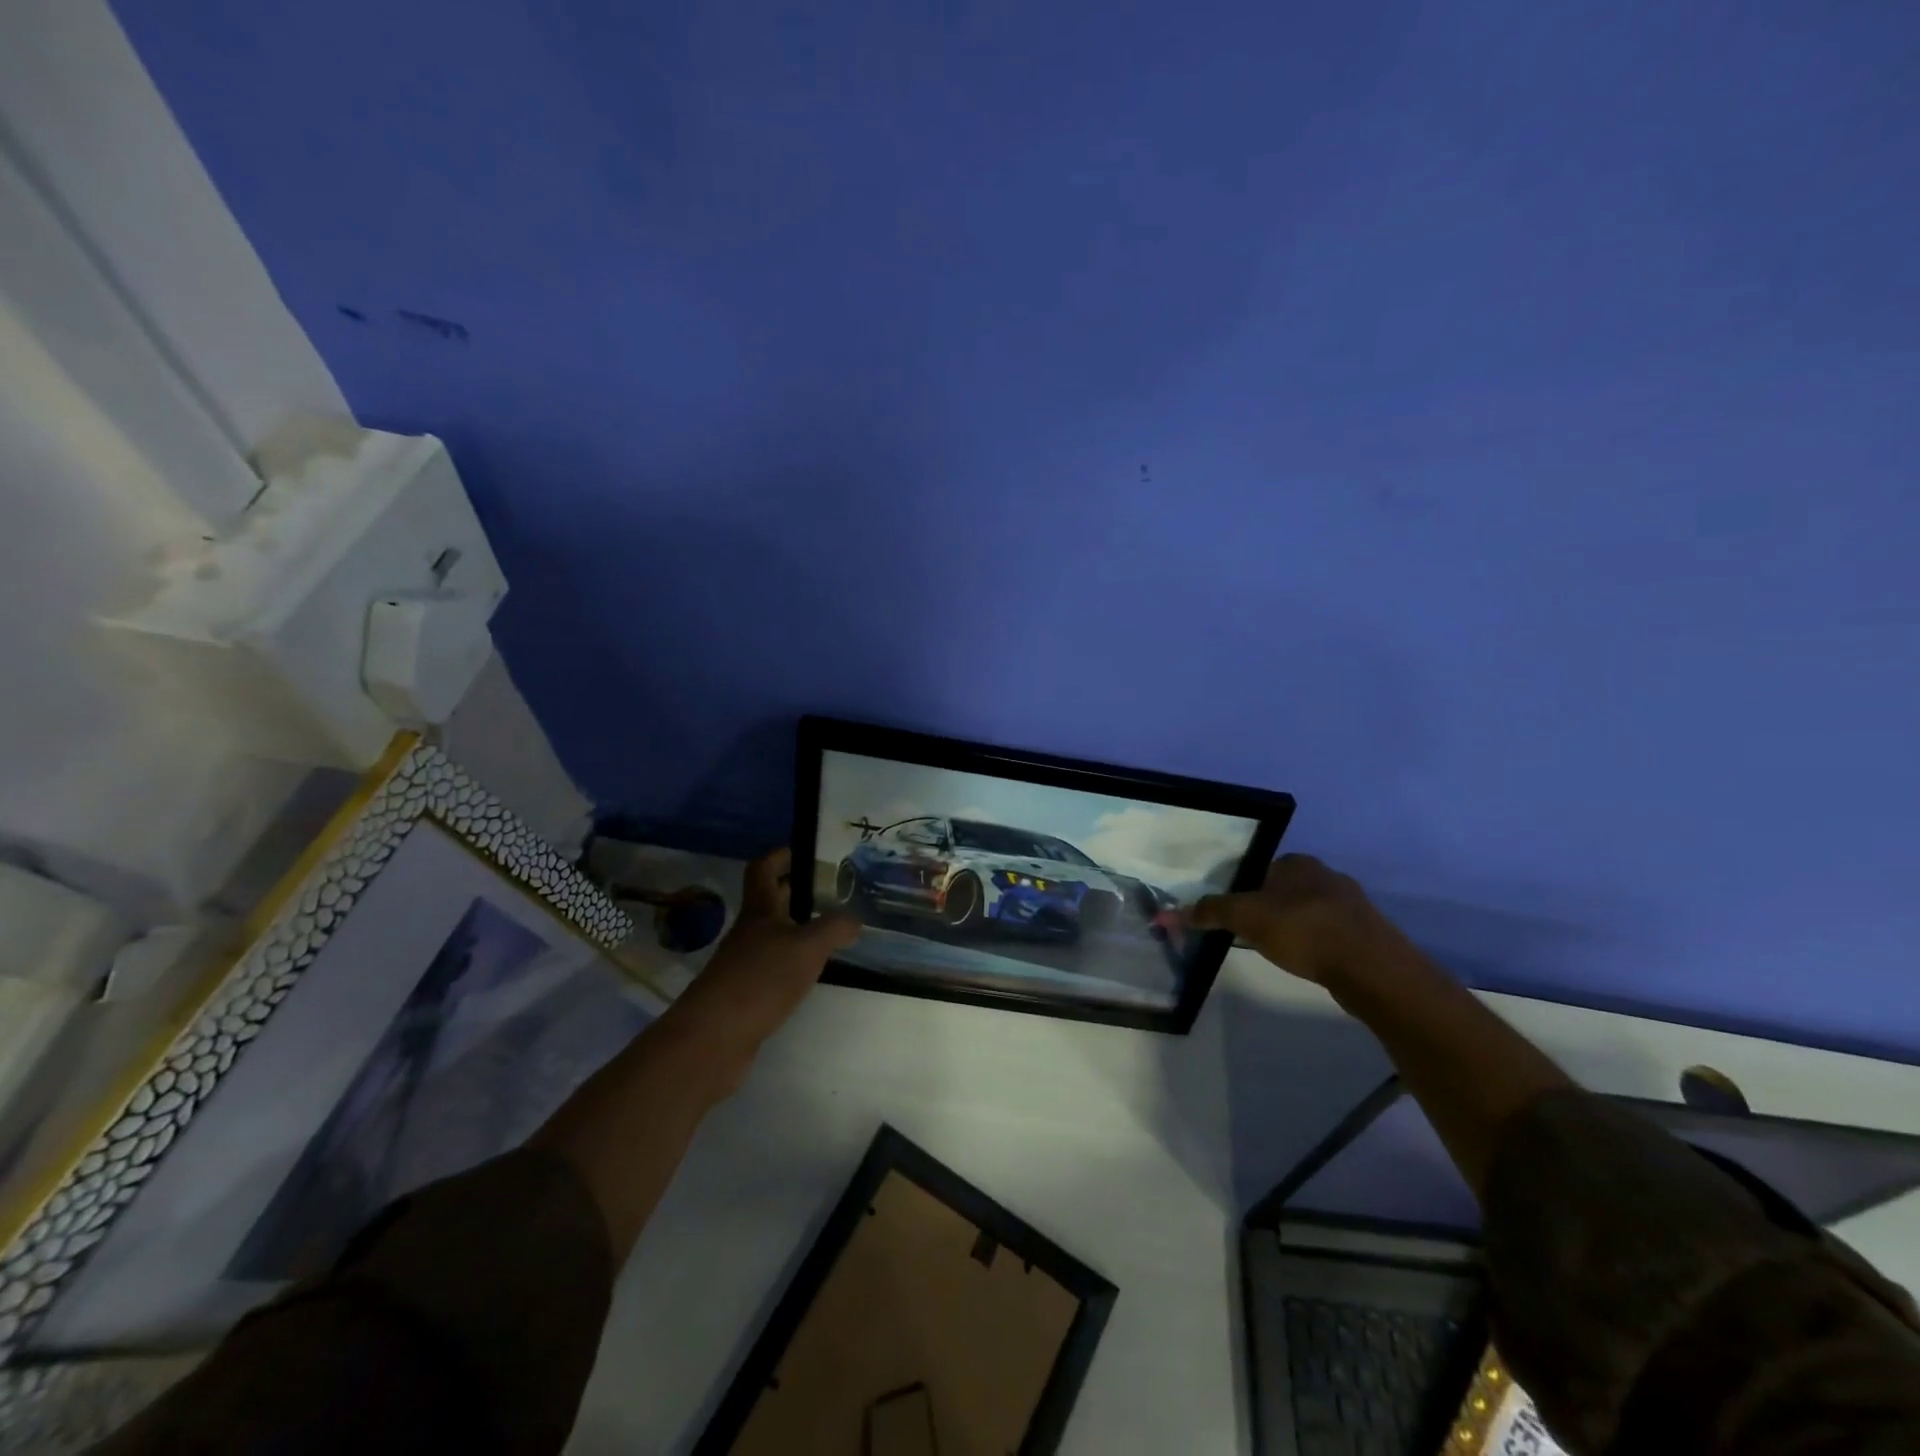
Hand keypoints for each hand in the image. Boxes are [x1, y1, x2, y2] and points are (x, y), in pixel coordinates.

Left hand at [656, 848, 858, 1087]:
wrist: (714, 1038)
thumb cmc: (760, 979)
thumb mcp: (807, 948)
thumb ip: (834, 928)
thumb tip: (855, 919)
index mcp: (759, 911)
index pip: (763, 870)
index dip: (780, 856)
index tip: (802, 850)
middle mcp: (748, 932)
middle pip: (769, 902)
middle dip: (795, 892)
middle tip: (831, 889)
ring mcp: (743, 964)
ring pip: (773, 936)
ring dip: (797, 929)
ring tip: (830, 930)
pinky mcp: (745, 994)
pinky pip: (772, 966)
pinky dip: (792, 962)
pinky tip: (812, 972)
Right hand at [1189, 854, 1401, 986]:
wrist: (1371, 968)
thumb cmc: (1303, 929)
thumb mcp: (1245, 917)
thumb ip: (1210, 911)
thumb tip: (1170, 912)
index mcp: (1298, 862)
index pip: (1260, 869)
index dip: (1244, 891)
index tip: (1234, 915)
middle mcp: (1327, 874)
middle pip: (1284, 890)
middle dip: (1269, 909)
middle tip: (1251, 934)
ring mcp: (1352, 904)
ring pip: (1309, 911)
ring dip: (1294, 927)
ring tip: (1280, 951)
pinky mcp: (1367, 933)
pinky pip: (1330, 933)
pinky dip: (1316, 943)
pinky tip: (1309, 961)